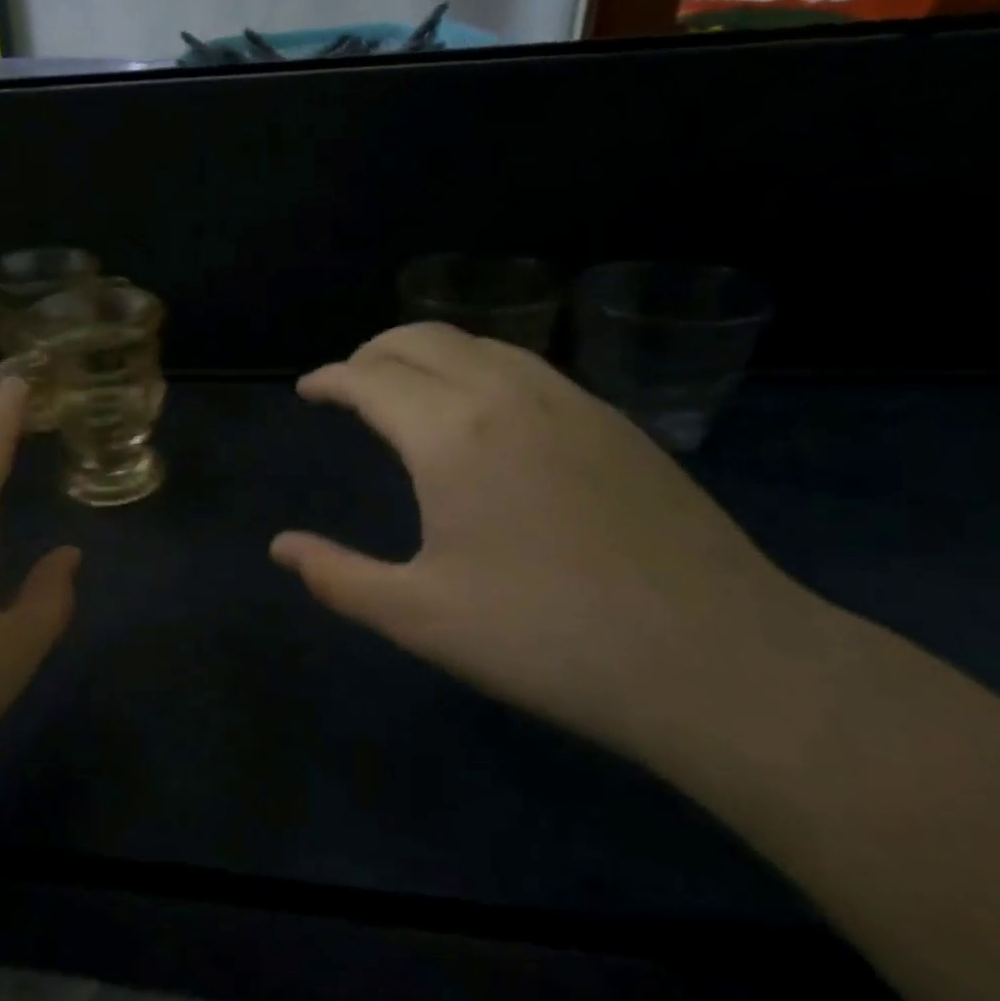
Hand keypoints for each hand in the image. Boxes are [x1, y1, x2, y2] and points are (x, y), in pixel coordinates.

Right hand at [271, 324, 821, 760]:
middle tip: (348, 383)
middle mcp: (506, 395)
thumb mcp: (419, 617)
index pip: (370, 378)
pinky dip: (479, 366)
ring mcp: (570, 401)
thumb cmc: (547, 639)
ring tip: (406, 387)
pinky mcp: (615, 422)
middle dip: (372, 351)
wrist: (718, 661)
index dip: (330, 378)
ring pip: (480, 344)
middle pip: (422, 339)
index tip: (309, 390)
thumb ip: (337, 576)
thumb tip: (281, 547)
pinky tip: (483, 411)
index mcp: (450, 434)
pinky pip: (526, 366)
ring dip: (428, 353)